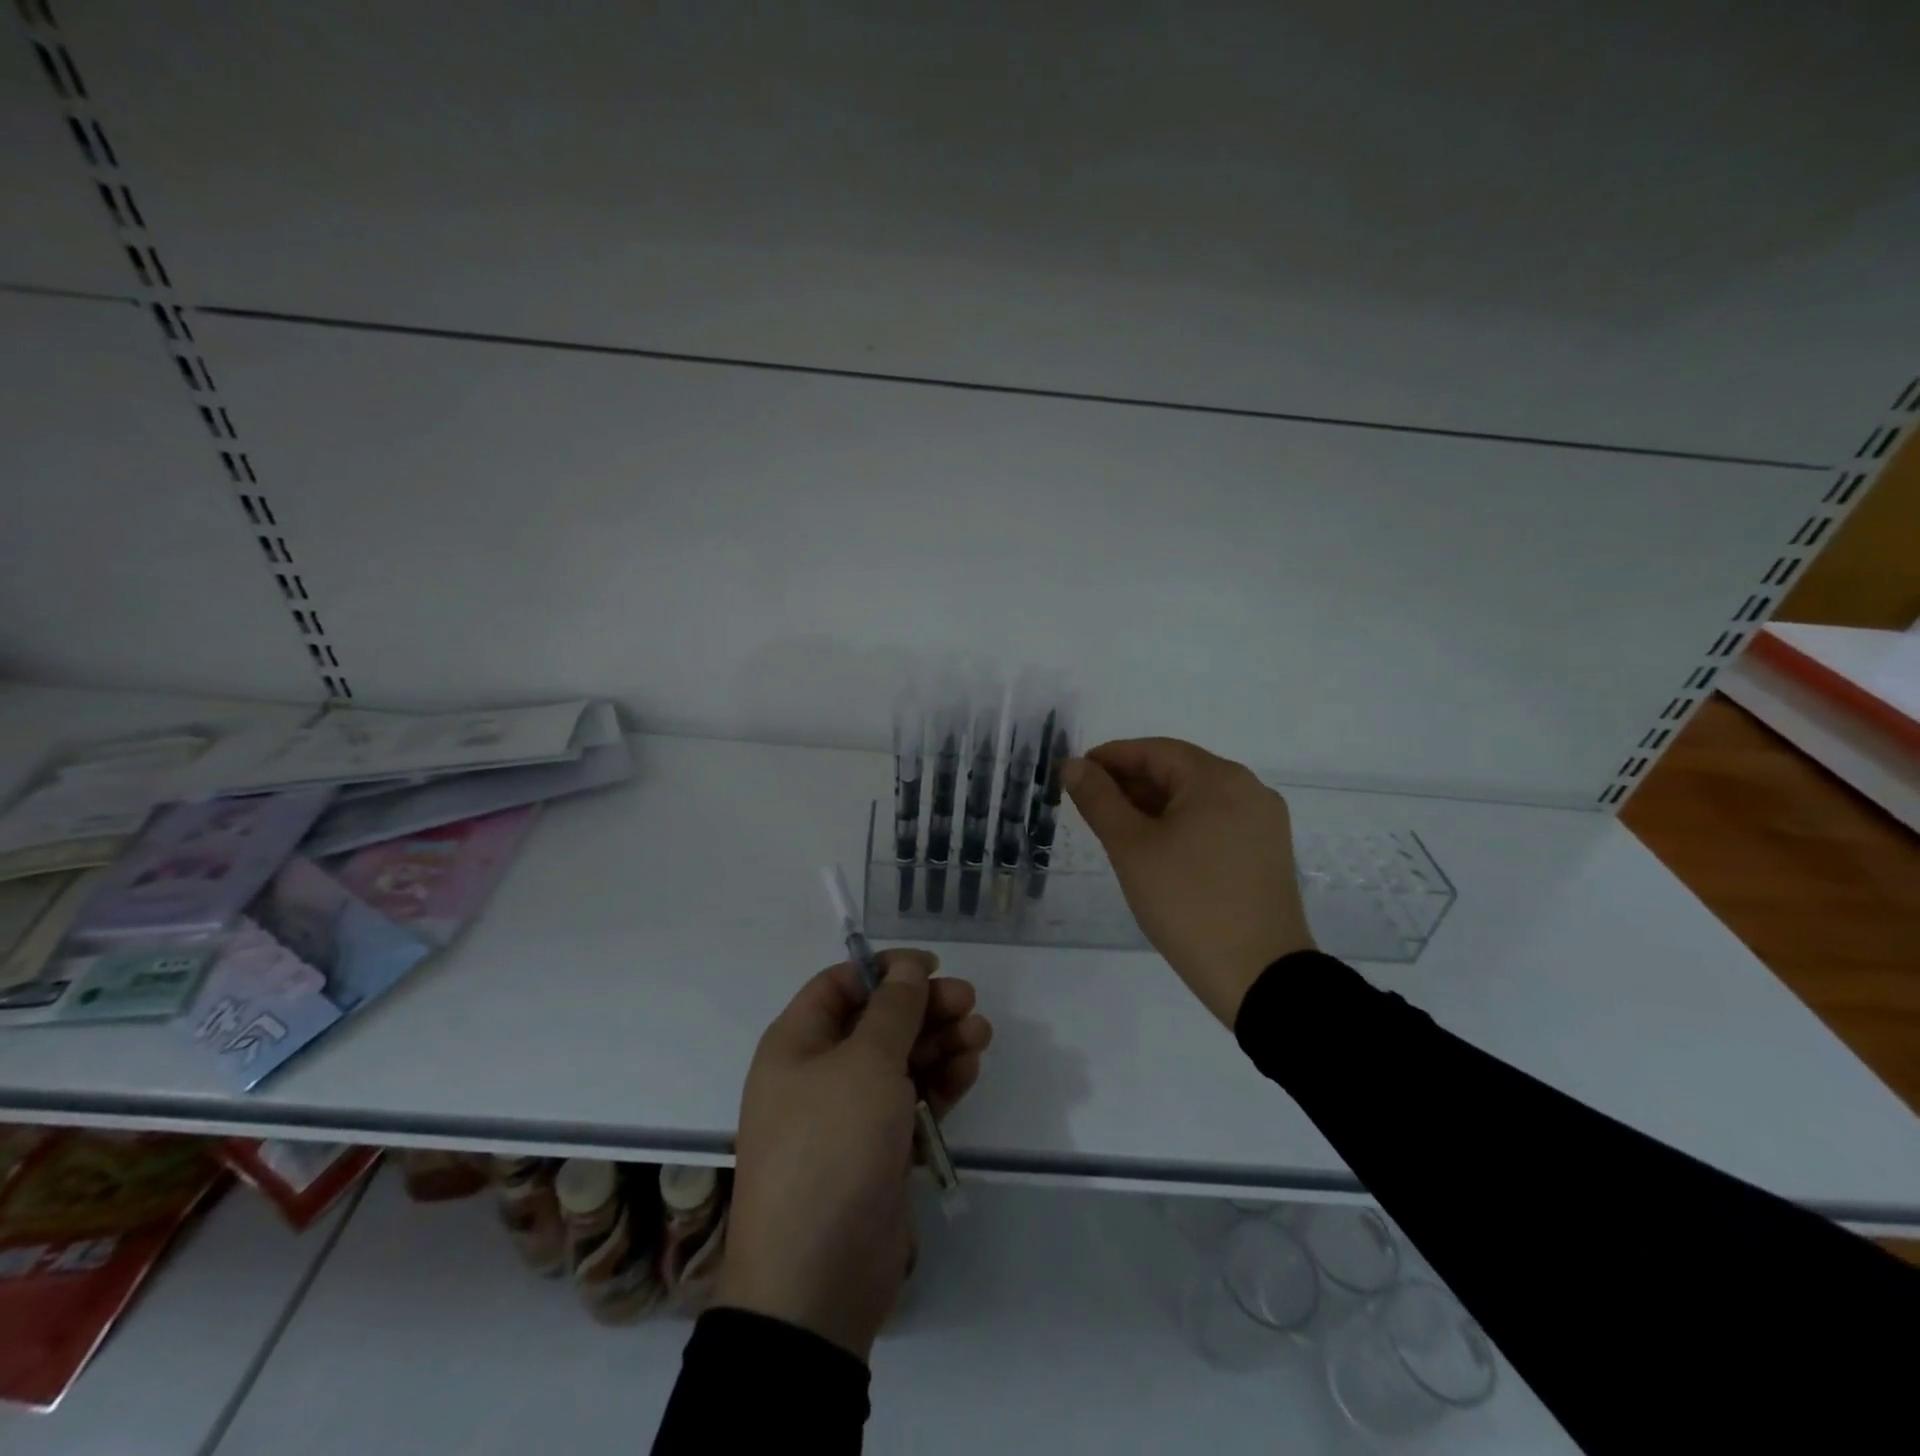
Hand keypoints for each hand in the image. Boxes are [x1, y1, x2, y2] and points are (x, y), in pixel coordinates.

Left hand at [717, 950, 991, 1359]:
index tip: (930, 967)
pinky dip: (939, 1084)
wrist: (817, 1278)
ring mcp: (850, 1116)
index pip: (839, 985)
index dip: (884, 970)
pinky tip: (968, 1069)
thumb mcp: (865, 1063)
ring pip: (900, 1062)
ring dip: (939, 1044)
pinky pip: (912, 1102)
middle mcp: (819, 1074)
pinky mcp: (878, 1152)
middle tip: (969, 1002)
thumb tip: (907, 969)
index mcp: (796, 1044)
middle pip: (877, 1022)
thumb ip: (892, 1010)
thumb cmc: (832, 1145)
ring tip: (980, 1035)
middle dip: (923, 1009)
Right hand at [1065, 737, 1313, 1026]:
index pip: (1154, 751)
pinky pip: (1214, 822)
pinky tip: (1154, 847)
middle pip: (1178, 771)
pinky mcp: (1266, 852)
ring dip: (1152, 805)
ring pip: (1196, 798)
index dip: (1110, 758)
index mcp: (1219, 779)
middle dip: (1130, 783)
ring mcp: (1263, 822)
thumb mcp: (1132, 848)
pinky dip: (1179, 825)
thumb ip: (1099, 800)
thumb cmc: (1188, 903)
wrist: (1259, 977)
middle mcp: (1248, 789)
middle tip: (1089, 804)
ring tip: (1115, 828)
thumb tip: (1073, 765)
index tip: (1075, 775)